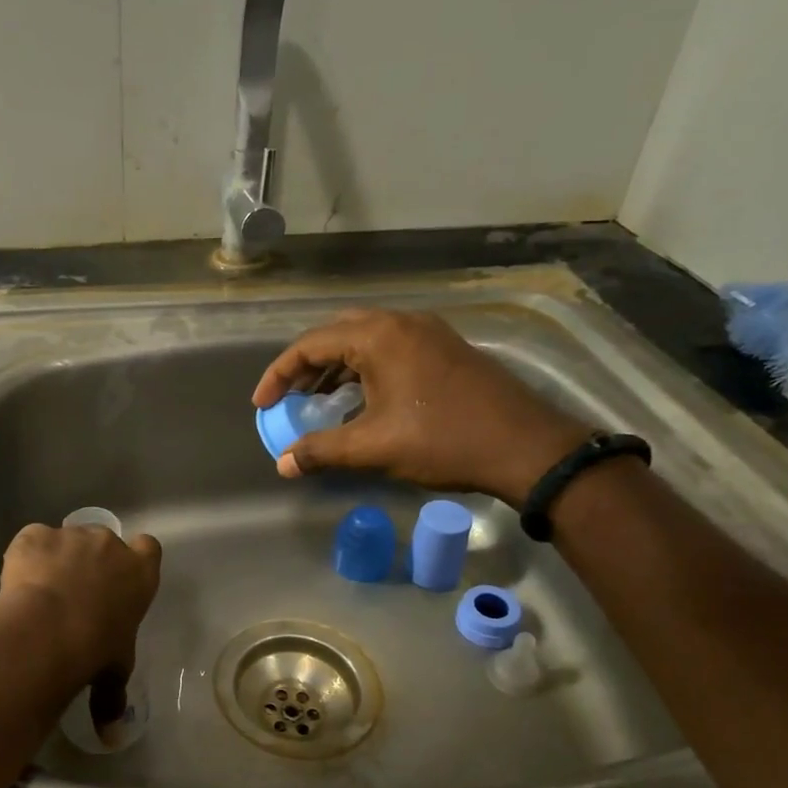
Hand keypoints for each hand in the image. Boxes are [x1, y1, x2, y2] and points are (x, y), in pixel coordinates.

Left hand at [0, 524, 162, 717]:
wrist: (48, 628)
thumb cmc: (95, 649)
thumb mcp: (112, 674)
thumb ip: (112, 699)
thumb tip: (111, 739)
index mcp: (139, 573)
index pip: (149, 549)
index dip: (135, 557)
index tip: (118, 576)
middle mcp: (109, 544)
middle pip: (103, 542)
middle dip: (89, 561)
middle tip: (72, 594)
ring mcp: (71, 535)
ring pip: (65, 540)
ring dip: (55, 559)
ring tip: (39, 594)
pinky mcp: (35, 535)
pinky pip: (31, 541)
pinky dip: (24, 557)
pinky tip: (16, 584)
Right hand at [251, 309, 591, 503]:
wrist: (525, 446)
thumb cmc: (443, 440)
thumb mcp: (374, 447)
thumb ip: (322, 451)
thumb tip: (283, 464)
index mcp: (378, 336)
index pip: (310, 344)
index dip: (279, 375)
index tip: (262, 405)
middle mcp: (401, 323)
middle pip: (337, 334)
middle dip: (307, 366)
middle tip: (290, 397)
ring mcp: (428, 333)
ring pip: (366, 341)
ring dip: (336, 368)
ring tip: (319, 402)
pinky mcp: (446, 349)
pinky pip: (391, 349)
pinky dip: (365, 370)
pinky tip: (362, 400)